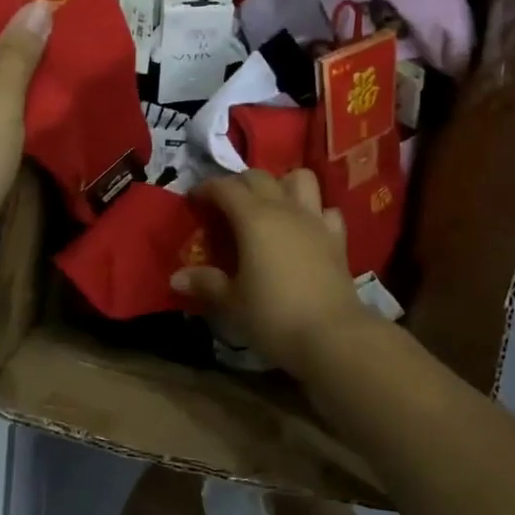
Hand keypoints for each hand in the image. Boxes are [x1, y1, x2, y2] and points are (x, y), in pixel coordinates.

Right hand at [174, 169, 375, 365]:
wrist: (332, 337)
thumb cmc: (273, 316)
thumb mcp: (232, 302)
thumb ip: (206, 283)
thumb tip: (177, 278)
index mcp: (253, 219)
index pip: (225, 188)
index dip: (206, 189)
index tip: (193, 200)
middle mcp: (284, 209)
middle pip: (259, 177)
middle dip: (238, 184)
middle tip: (224, 206)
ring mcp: (315, 221)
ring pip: (299, 179)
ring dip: (281, 185)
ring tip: (268, 206)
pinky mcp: (337, 239)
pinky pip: (325, 210)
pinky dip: (313, 212)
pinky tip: (304, 229)